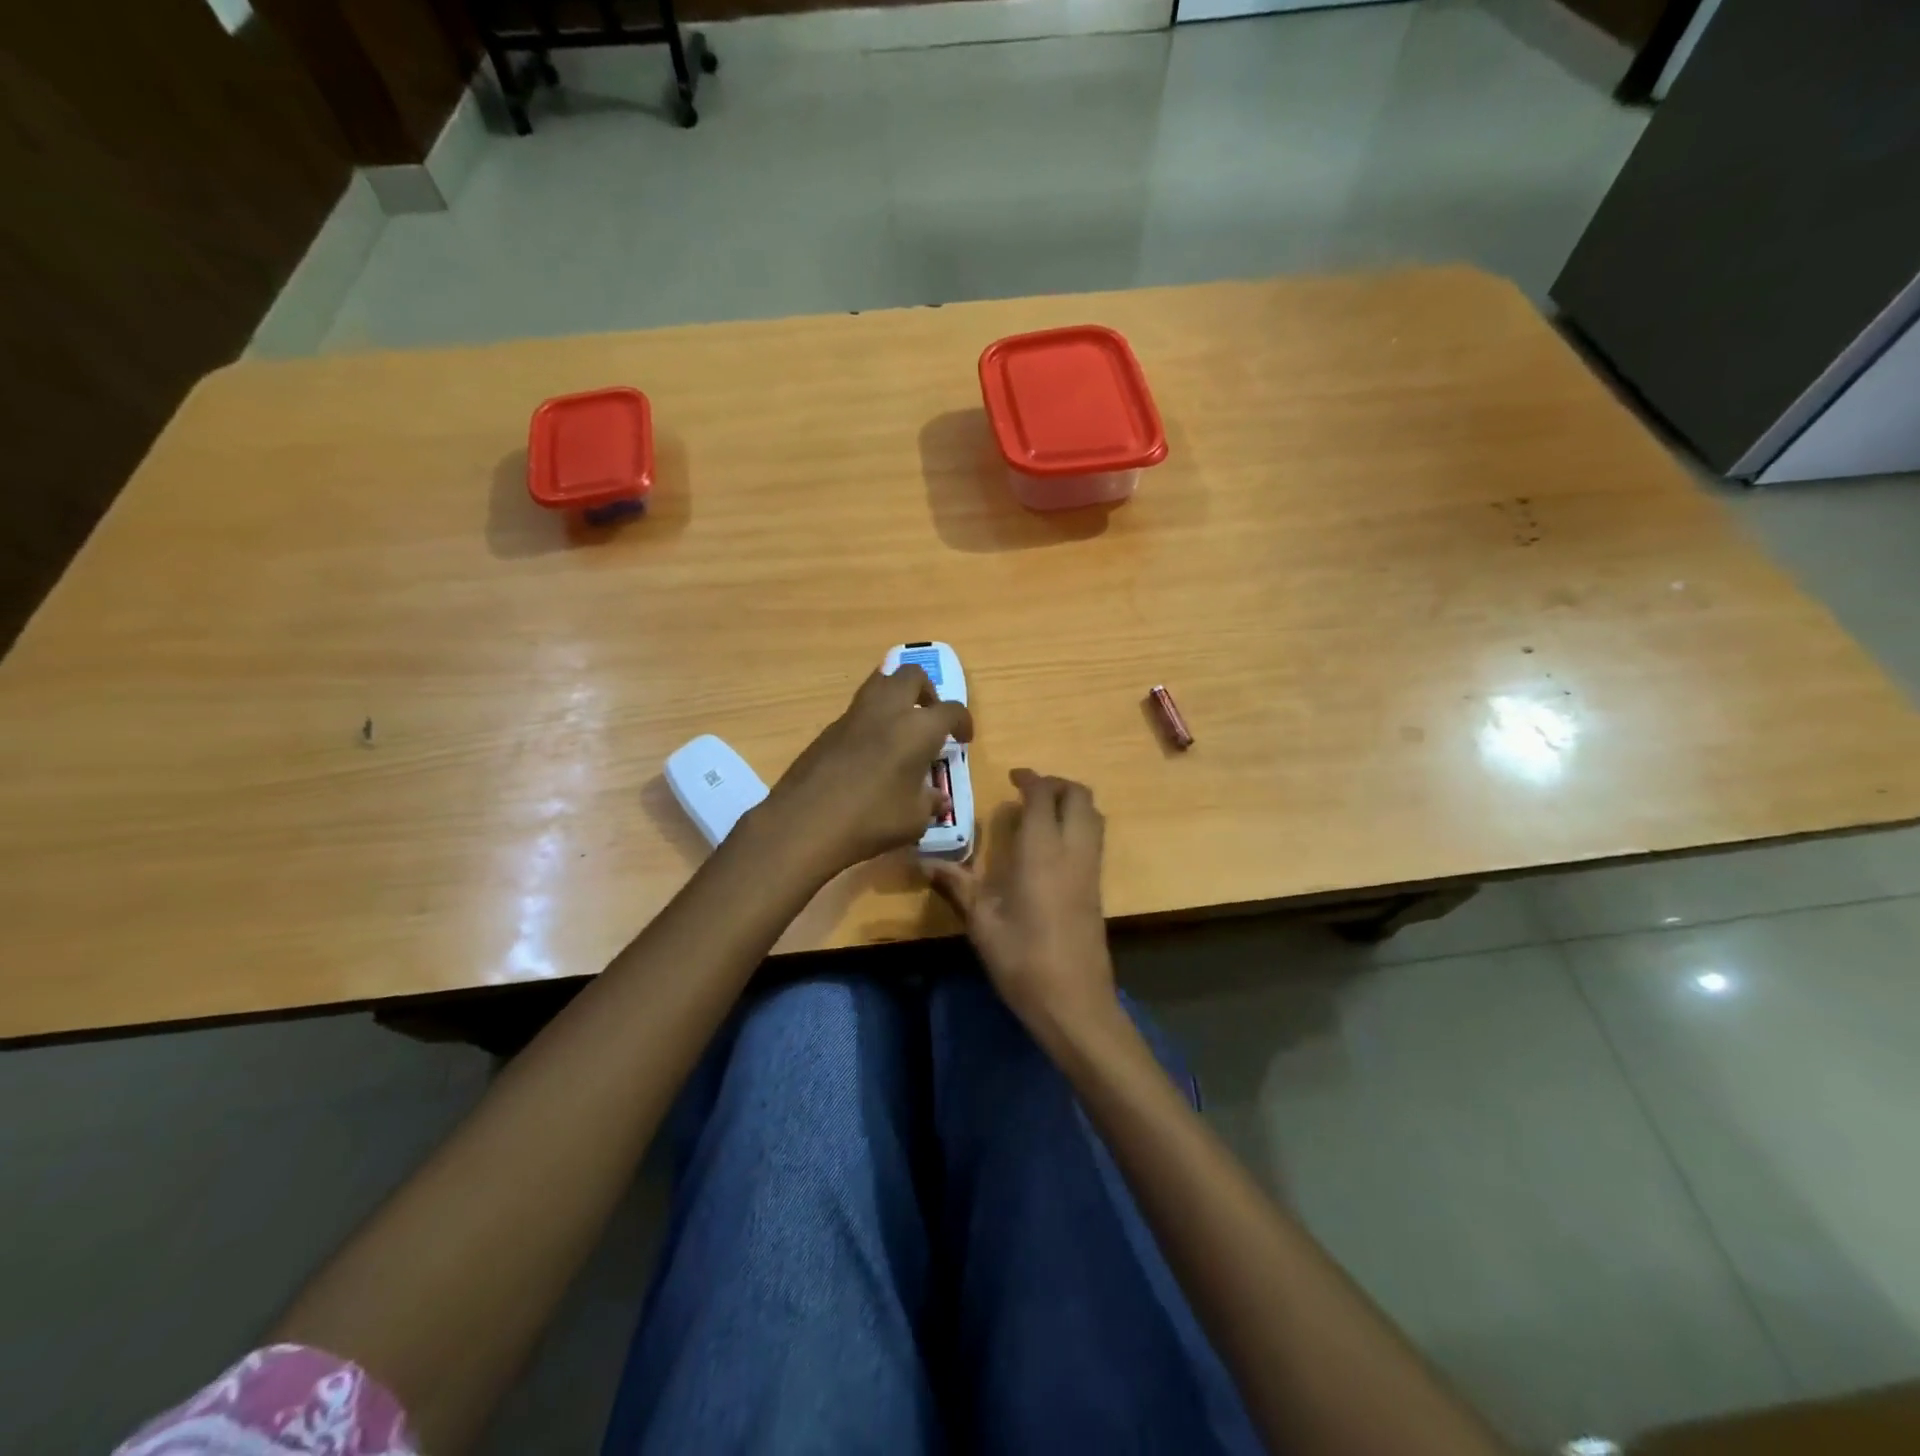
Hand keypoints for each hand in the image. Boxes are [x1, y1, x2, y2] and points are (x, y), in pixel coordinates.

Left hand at [756, 666, 972, 877]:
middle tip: (929, 718)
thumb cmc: (871, 819)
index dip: (963, 722)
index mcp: (918, 728)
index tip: (963, 739)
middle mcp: (888, 711)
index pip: (951, 710)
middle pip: (912, 675)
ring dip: (896, 697)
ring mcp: (854, 716)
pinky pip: (858, 711)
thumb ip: (930, 803)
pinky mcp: (828, 729)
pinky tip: (870, 752)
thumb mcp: (913, 820)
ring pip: (880, 683)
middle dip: (926, 691)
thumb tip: (938, 799)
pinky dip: (871, 720)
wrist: (805, 822)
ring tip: (900, 728)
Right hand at [927, 769, 1117, 1039]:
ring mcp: (1091, 869)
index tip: (1012, 777)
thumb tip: (922, 861)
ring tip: (1041, 812)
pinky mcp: (1098, 887)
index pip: (1043, 796)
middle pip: (1079, 796)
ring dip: (1072, 802)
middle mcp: (1073, 851)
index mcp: (1042, 851)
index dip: (1030, 779)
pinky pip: (1095, 838)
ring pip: (1093, 816)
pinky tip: (1051, 846)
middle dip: (1057, 784)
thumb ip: (955, 884)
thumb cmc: (1022, 959)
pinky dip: (1078, 824)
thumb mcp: (981, 921)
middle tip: (1029, 790)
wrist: (1074, 1001)